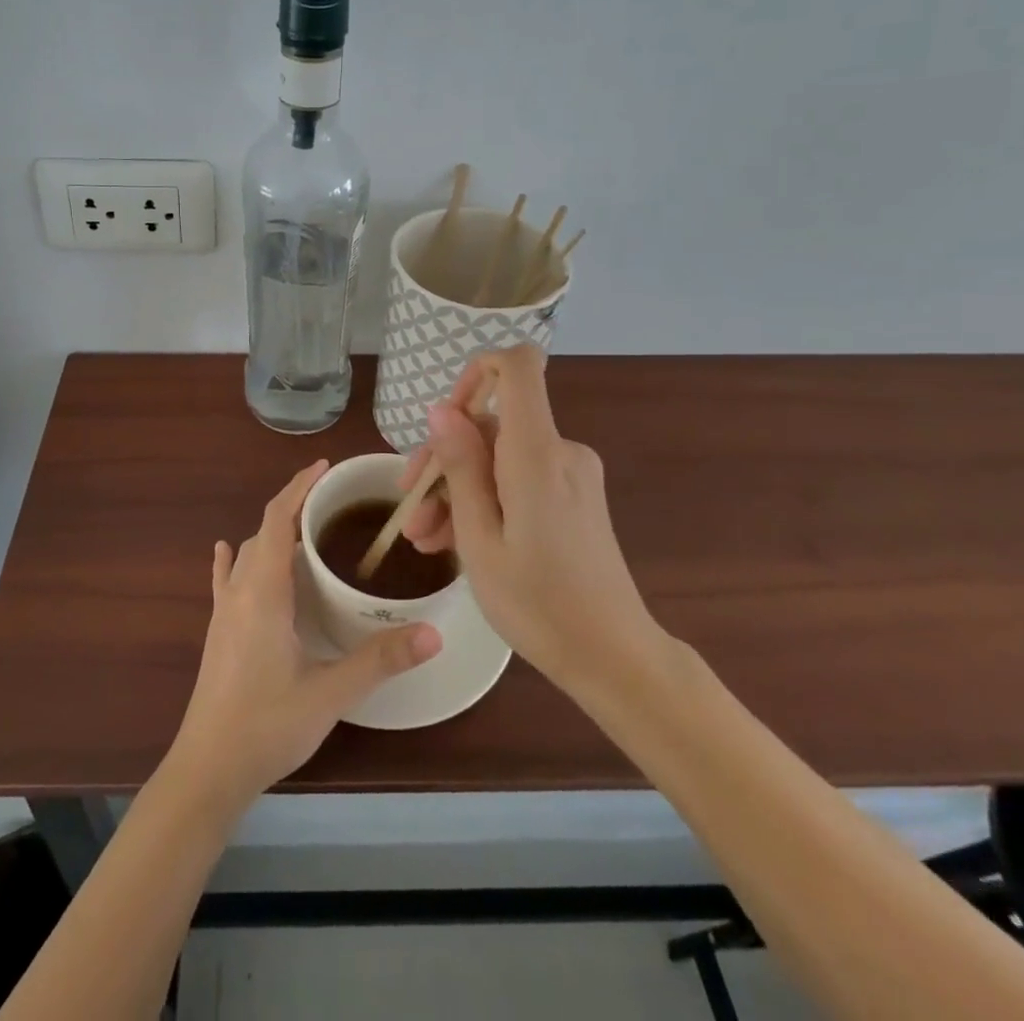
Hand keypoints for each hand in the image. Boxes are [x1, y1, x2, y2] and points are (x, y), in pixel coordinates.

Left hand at [167, 460, 442, 814]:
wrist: (208, 768)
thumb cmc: (267, 725)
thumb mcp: (330, 693)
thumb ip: (380, 661)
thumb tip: (433, 633)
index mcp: (264, 592)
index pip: (278, 520)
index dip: (298, 487)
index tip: (324, 468)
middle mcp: (240, 591)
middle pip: (264, 532)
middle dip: (293, 508)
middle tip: (332, 506)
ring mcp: (224, 611)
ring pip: (247, 554)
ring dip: (273, 535)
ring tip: (306, 532)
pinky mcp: (218, 631)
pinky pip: (226, 579)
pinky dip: (235, 559)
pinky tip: (229, 553)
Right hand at [401, 346, 664, 696]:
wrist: (613, 658)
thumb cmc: (538, 603)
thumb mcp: (480, 538)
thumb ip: (461, 466)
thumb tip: (441, 410)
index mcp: (538, 453)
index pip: (518, 365)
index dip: (475, 372)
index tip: (444, 419)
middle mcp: (561, 451)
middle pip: (494, 422)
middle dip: (445, 458)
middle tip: (410, 508)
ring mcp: (572, 474)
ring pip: (499, 458)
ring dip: (458, 488)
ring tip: (423, 539)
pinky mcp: (574, 497)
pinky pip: (519, 479)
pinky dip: (486, 500)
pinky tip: (452, 541)